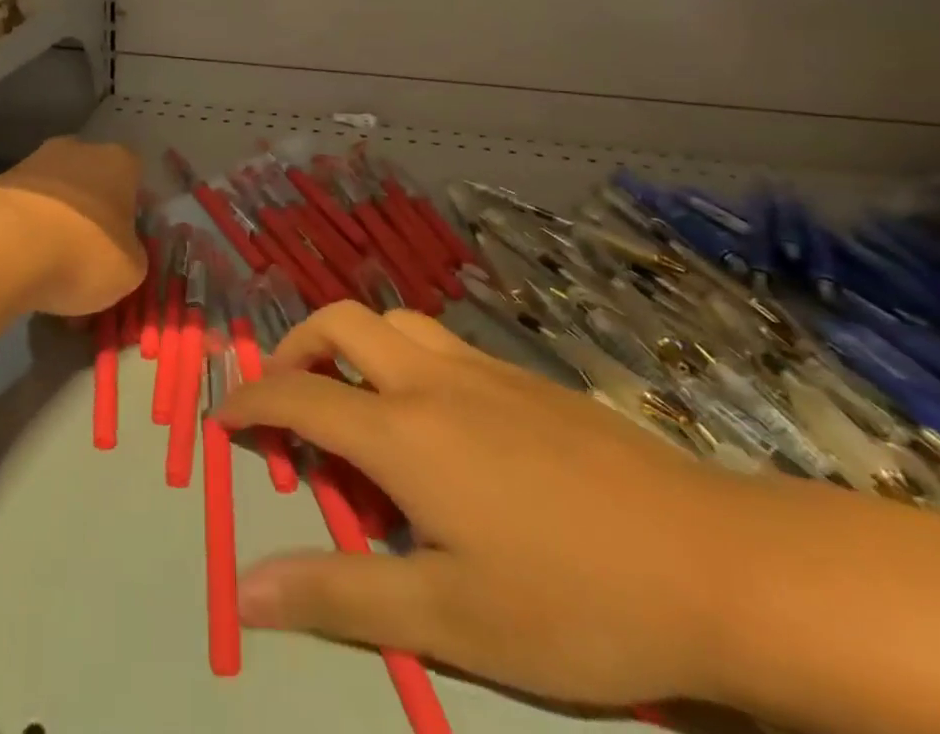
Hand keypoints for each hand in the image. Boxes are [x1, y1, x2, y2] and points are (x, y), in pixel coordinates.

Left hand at [0, 137, 145, 316]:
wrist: (3, 246)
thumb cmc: (83, 252)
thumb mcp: (129, 271)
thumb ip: (132, 255)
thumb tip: (122, 253)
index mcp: (118, 162)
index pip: (134, 179)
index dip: (131, 212)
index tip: (124, 243)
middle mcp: (77, 150)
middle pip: (91, 181)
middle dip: (90, 213)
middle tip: (87, 255)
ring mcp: (32, 162)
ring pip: (54, 195)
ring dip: (54, 222)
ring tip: (49, 268)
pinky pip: (22, 209)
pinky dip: (23, 232)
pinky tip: (21, 265)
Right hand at [215, 303, 750, 708]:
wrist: (716, 563)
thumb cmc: (574, 601)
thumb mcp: (450, 618)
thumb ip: (339, 594)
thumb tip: (246, 591)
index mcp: (402, 432)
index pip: (299, 397)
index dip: (250, 403)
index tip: (223, 419)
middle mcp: (431, 381)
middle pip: (339, 323)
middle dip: (294, 347)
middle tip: (284, 396)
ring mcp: (482, 370)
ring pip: (393, 321)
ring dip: (352, 343)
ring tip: (352, 398)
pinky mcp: (525, 378)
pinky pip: (439, 341)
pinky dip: (403, 356)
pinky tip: (432, 414)